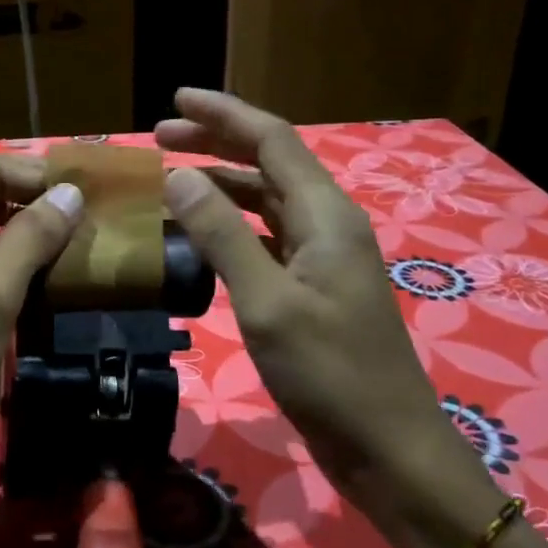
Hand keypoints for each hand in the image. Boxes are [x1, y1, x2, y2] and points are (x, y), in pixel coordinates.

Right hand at [157, 90, 502, 547]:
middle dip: (216, 143)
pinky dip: (231, 224)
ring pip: (267, 200)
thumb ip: (222, 235)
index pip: (272, 140)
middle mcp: (328, 223)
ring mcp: (323, 256)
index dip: (223, 114)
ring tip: (171, 179)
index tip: (175, 100)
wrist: (387, 447)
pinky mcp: (314, 287)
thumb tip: (179, 176)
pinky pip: (267, 236)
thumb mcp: (266, 302)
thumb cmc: (329, 373)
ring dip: (221, 183)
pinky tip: (201, 233)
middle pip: (269, 163)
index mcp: (325, 215)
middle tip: (160, 137)